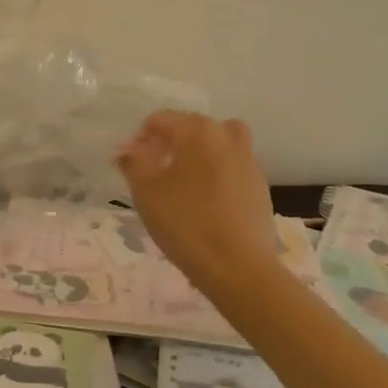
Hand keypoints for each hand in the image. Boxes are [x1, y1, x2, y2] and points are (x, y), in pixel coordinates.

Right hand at [117, 111, 280, 292]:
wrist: (239, 267)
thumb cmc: (186, 223)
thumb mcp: (146, 191)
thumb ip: (133, 163)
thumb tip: (127, 149)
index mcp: (199, 130)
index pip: (161, 119)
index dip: (140, 138)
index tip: (130, 164)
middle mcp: (227, 136)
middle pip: (191, 128)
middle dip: (168, 143)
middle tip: (152, 171)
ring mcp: (249, 161)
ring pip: (216, 145)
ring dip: (196, 155)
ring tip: (180, 184)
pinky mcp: (260, 186)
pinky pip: (231, 168)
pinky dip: (215, 174)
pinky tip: (203, 203)